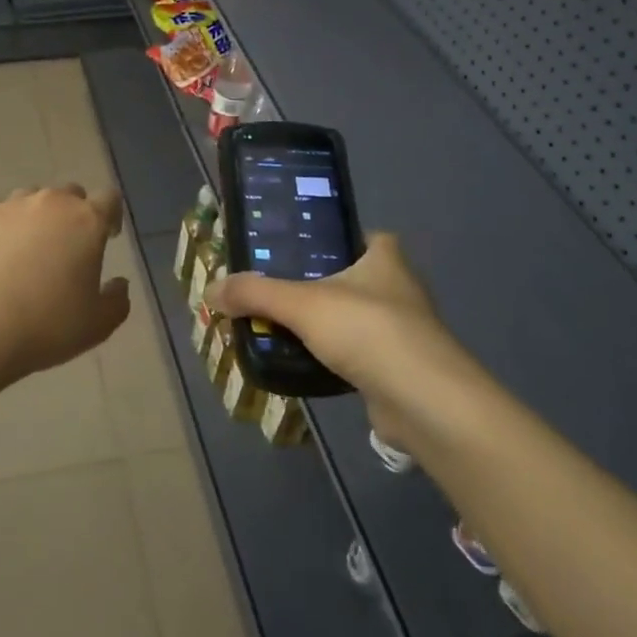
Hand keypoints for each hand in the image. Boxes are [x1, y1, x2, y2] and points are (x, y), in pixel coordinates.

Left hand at [0, 185, 130, 383]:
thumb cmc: (47, 325)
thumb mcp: (98, 325)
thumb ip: (117, 300)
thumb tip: (119, 283)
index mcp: (87, 221)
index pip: (109, 199)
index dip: (111, 216)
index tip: (107, 237)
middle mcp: (51, 202)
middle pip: (70, 194)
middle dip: (73, 214)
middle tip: (67, 246)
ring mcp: (11, 205)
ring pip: (32, 199)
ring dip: (37, 217)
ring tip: (28, 250)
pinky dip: (3, 226)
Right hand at [207, 233, 484, 407]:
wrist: (425, 403)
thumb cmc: (369, 331)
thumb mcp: (302, 305)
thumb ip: (255, 294)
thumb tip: (210, 290)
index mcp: (384, 257)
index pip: (356, 234)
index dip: (327, 237)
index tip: (292, 248)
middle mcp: (397, 286)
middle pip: (347, 276)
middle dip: (312, 283)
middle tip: (270, 287)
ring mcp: (401, 329)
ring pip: (349, 316)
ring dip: (320, 322)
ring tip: (277, 323)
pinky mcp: (396, 366)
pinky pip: (353, 351)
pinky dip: (329, 354)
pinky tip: (301, 360)